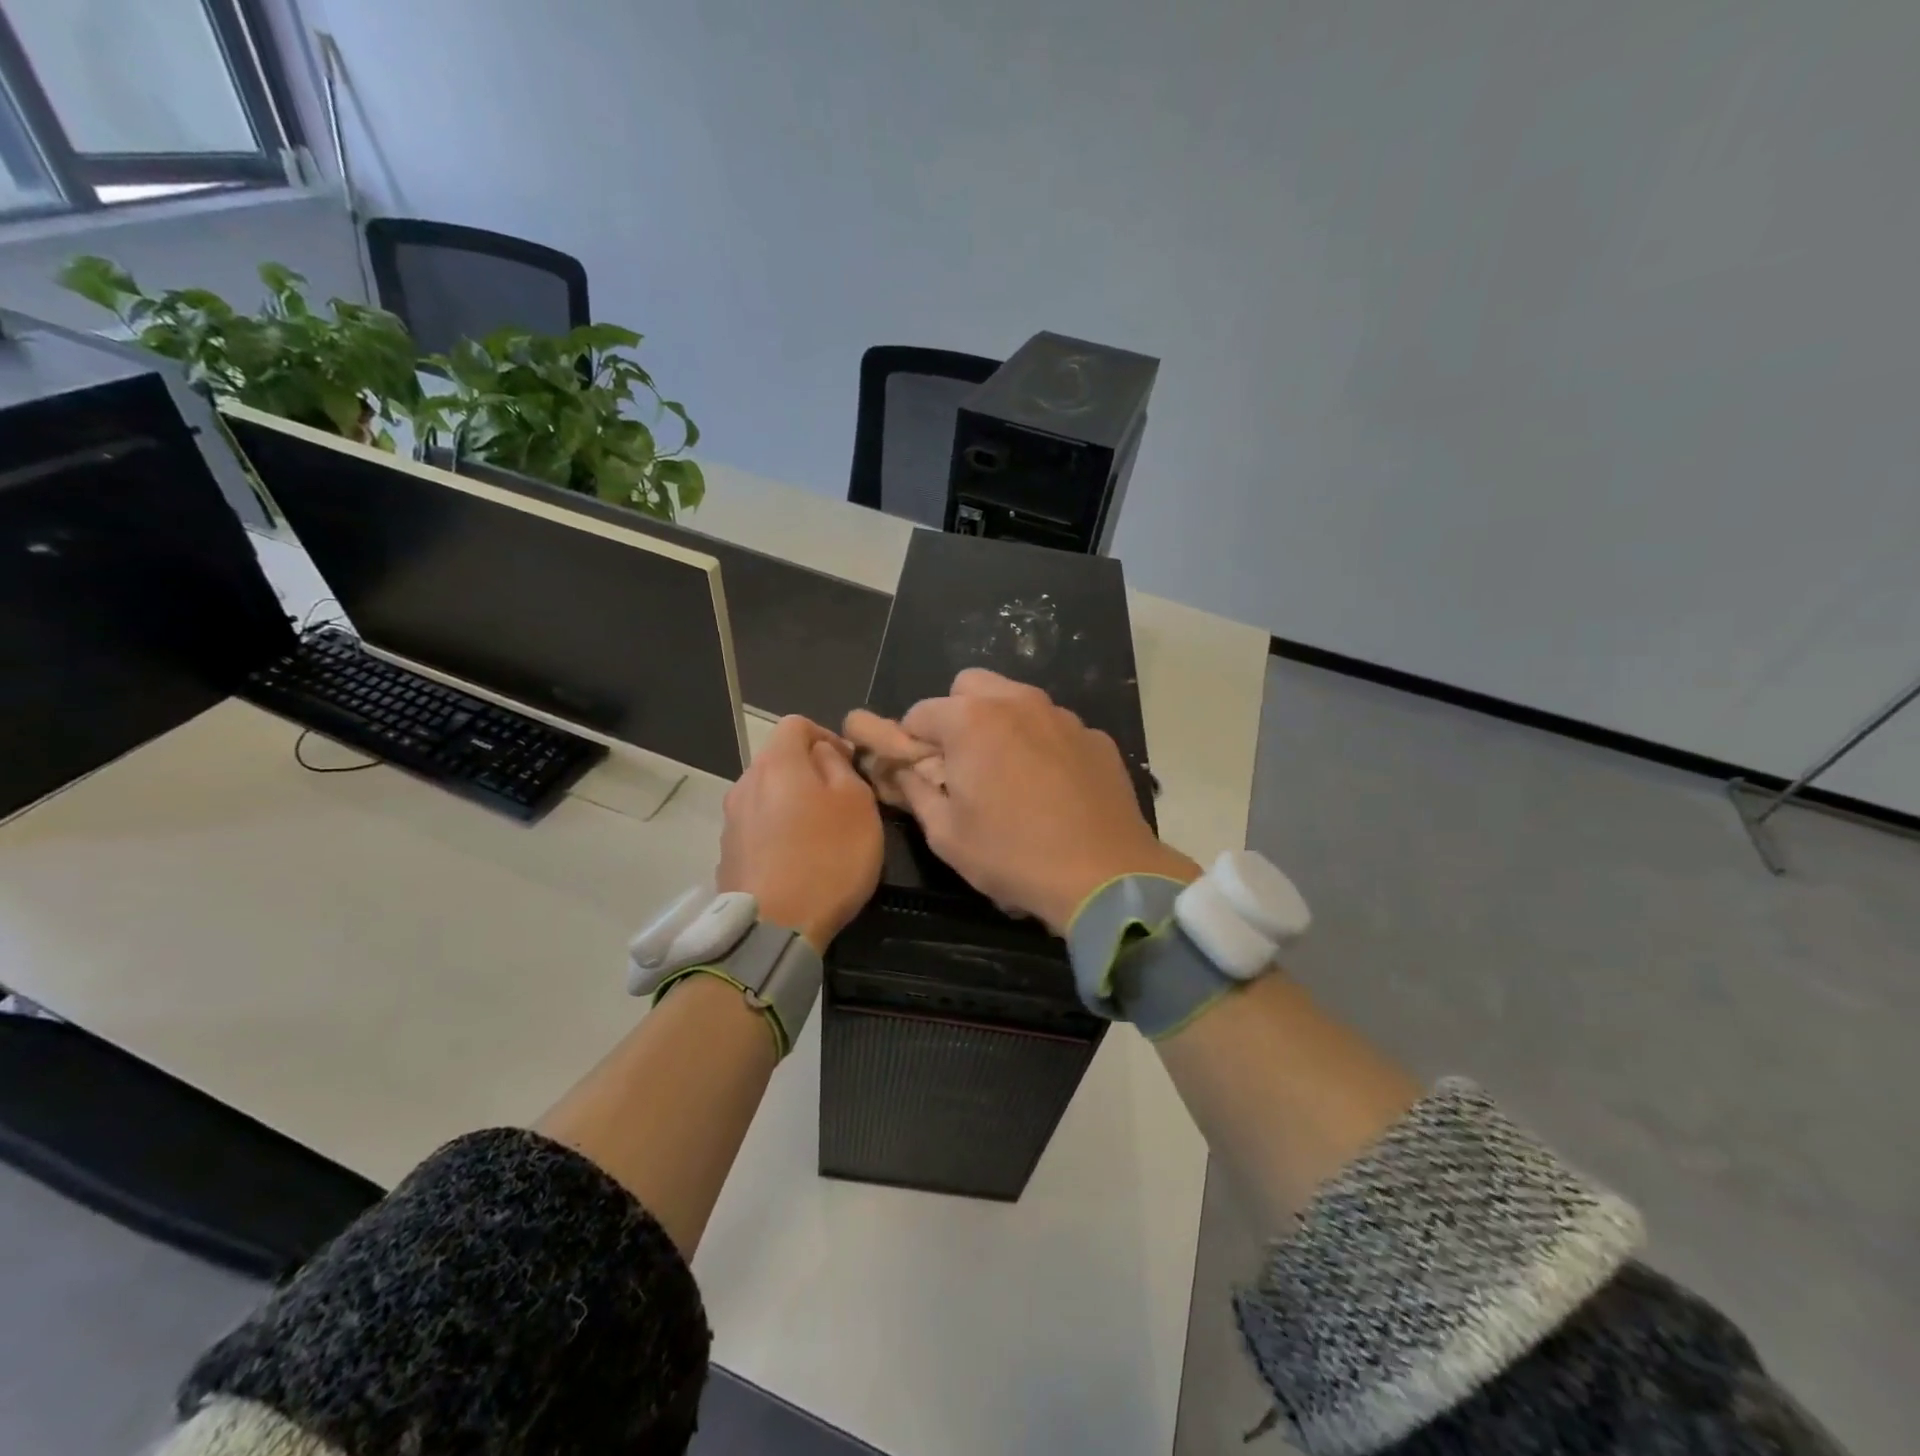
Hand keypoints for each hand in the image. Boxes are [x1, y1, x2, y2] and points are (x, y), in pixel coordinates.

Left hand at [717, 716, 882, 950]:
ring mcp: (731, 822)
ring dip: (793, 804)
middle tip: (842, 801)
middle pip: (779, 760)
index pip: (796, 723)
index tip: (850, 764)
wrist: (775, 928)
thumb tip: (823, 753)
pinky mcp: (728, 856)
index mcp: (777, 763)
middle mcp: (745, 784)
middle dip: (810, 772)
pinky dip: (778, 833)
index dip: (826, 735)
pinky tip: (798, 861)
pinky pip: (758, 829)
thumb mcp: (857, 802)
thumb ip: (840, 766)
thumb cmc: (828, 857)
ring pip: (768, 796)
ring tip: (821, 834)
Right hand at [846, 670, 1196, 934]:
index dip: (910, 742)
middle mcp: (1017, 702)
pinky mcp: (1096, 737)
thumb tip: (902, 771)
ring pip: (1017, 700)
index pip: (920, 712)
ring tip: (1008, 773)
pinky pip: (1055, 726)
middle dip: (955, 716)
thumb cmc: (1013, 855)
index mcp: (971, 720)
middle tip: (961, 762)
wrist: (1104, 875)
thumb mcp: (946, 833)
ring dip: (1000, 724)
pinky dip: (1042, 743)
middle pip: (970, 687)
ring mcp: (1063, 716)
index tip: (918, 773)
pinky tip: (1052, 786)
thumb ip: (915, 791)